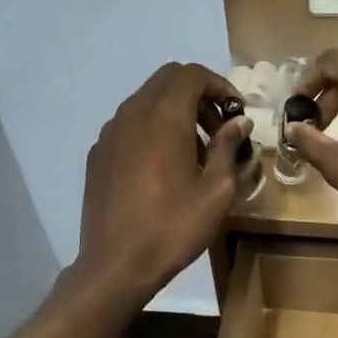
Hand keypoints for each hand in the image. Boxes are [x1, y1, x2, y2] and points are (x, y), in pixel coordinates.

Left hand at [78, 62, 251, 296]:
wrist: (117, 263)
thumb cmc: (174, 227)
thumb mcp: (216, 191)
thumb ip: (228, 147)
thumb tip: (239, 122)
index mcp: (164, 116)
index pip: (192, 74)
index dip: (219, 85)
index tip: (236, 113)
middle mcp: (132, 112)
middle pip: (167, 80)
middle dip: (198, 95)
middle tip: (218, 128)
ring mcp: (110, 132)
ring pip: (146, 102)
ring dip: (174, 112)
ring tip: (195, 151)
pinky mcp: (98, 154)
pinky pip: (129, 125)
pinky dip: (152, 130)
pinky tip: (163, 167)